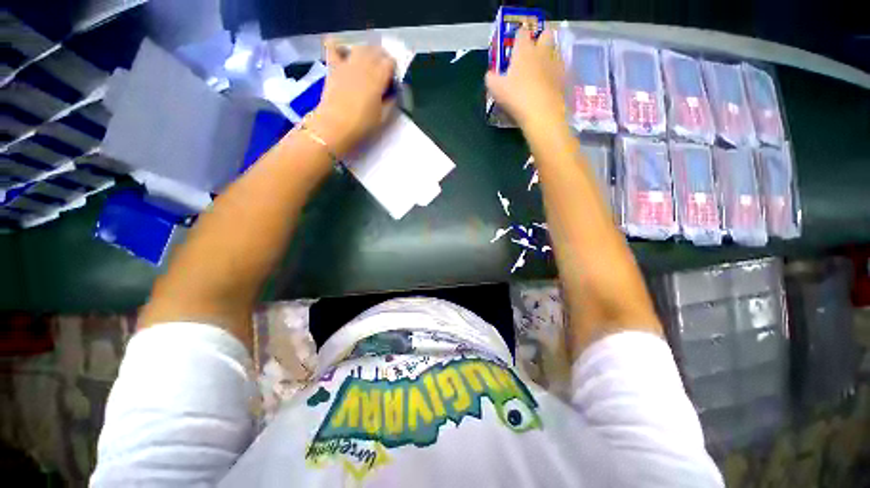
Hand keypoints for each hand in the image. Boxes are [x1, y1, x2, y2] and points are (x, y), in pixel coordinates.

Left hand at [308, 38, 396, 156]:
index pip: (390, 62)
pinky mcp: (333, 67)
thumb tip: (393, 93)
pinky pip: (334, 47)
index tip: (393, 81)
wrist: (334, 128)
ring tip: (369, 64)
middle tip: (384, 73)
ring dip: (367, 52)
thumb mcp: (382, 118)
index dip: (393, 70)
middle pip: (376, 51)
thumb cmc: (361, 126)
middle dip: (383, 59)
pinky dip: (339, 45)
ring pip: (360, 48)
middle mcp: (363, 66)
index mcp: (377, 79)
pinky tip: (344, 51)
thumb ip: (390, 102)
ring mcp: (346, 64)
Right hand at [485, 28, 565, 129]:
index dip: (518, 37)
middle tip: (532, 52)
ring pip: (555, 50)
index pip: (522, 33)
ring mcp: (555, 63)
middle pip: (545, 33)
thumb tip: (490, 74)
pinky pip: (559, 68)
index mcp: (524, 50)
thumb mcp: (495, 89)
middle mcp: (541, 51)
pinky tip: (547, 83)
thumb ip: (491, 78)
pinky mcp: (564, 77)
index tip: (514, 45)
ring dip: (548, 55)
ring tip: (540, 69)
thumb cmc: (516, 97)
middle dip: (540, 38)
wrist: (541, 112)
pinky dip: (554, 72)